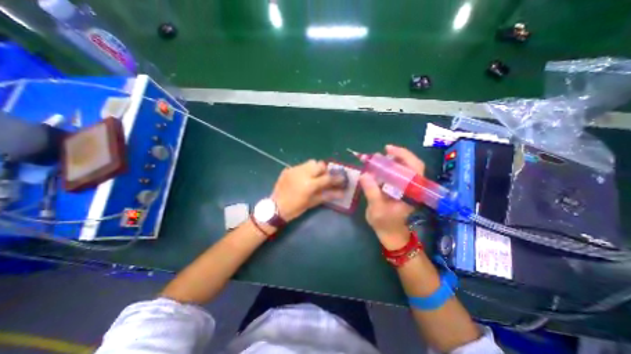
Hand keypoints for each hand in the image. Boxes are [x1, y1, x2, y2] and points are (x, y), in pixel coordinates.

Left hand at [271, 160, 343, 220]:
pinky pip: (301, 166)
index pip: (327, 177)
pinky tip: (302, 178)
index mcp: (309, 184)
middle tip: (325, 177)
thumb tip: (342, 193)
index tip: (342, 178)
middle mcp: (302, 173)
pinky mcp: (288, 169)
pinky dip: (305, 170)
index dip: (336, 178)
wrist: (275, 207)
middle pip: (319, 164)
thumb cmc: (295, 208)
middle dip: (324, 170)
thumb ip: (328, 195)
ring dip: (315, 168)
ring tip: (314, 176)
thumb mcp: (312, 202)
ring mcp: (294, 170)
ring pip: (310, 163)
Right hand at [360, 145, 422, 250]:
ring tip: (378, 159)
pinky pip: (397, 174)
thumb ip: (372, 192)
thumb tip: (364, 175)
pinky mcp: (401, 189)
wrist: (390, 233)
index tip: (388, 149)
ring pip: (405, 168)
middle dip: (397, 155)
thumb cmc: (385, 223)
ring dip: (392, 161)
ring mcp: (407, 188)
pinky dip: (388, 168)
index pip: (415, 169)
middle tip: (382, 152)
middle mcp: (413, 188)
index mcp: (412, 193)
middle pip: (411, 165)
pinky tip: (378, 168)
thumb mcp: (376, 209)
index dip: (404, 155)